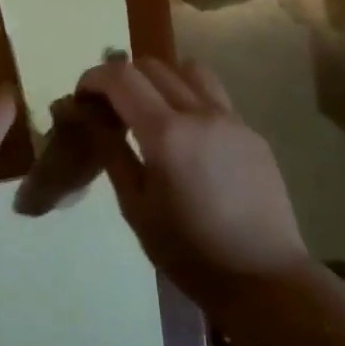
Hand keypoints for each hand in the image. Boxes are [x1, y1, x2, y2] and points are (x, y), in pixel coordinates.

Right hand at [77, 55, 306, 304]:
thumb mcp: (135, 207)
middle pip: (152, 66)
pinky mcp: (251, 133)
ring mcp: (232, 120)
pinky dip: (188, 99)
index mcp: (166, 134)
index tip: (81, 99)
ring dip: (159, 80)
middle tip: (109, 109)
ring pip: (188, 71)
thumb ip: (111, 152)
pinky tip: (185, 137)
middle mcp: (200, 114)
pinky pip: (213, 97)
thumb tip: (85, 115)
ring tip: (149, 112)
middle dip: (122, 78)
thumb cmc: (188, 252)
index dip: (93, 78)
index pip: (121, 77)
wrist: (263, 279)